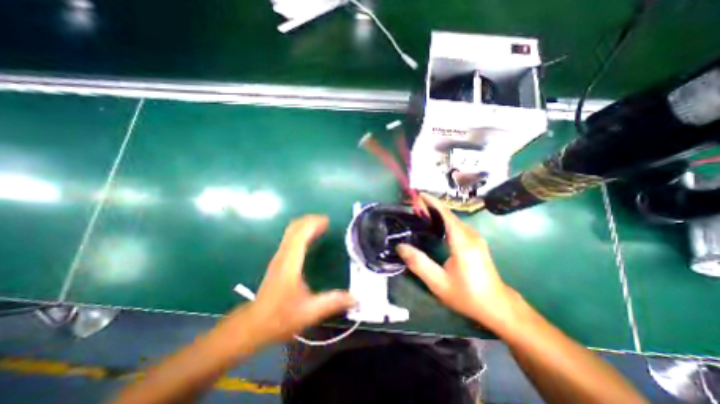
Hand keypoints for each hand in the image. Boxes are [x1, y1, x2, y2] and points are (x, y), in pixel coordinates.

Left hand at [233, 215, 353, 346]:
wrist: (254, 324)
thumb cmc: (280, 317)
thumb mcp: (309, 311)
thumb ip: (333, 302)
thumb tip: (355, 298)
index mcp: (290, 263)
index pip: (300, 235)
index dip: (313, 224)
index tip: (327, 221)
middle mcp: (283, 256)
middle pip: (294, 228)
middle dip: (310, 220)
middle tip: (326, 221)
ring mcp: (279, 257)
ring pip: (290, 232)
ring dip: (305, 225)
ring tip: (320, 225)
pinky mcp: (279, 261)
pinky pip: (290, 239)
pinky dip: (301, 232)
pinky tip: (310, 238)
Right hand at [394, 194, 517, 328]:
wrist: (497, 306)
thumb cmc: (468, 295)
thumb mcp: (439, 283)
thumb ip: (419, 263)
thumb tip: (400, 246)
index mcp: (463, 241)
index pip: (446, 214)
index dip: (432, 202)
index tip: (418, 194)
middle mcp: (470, 234)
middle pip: (449, 213)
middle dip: (431, 206)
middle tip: (413, 206)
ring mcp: (475, 237)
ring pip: (453, 218)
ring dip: (437, 212)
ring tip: (420, 212)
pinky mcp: (475, 241)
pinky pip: (457, 224)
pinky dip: (444, 220)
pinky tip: (434, 224)